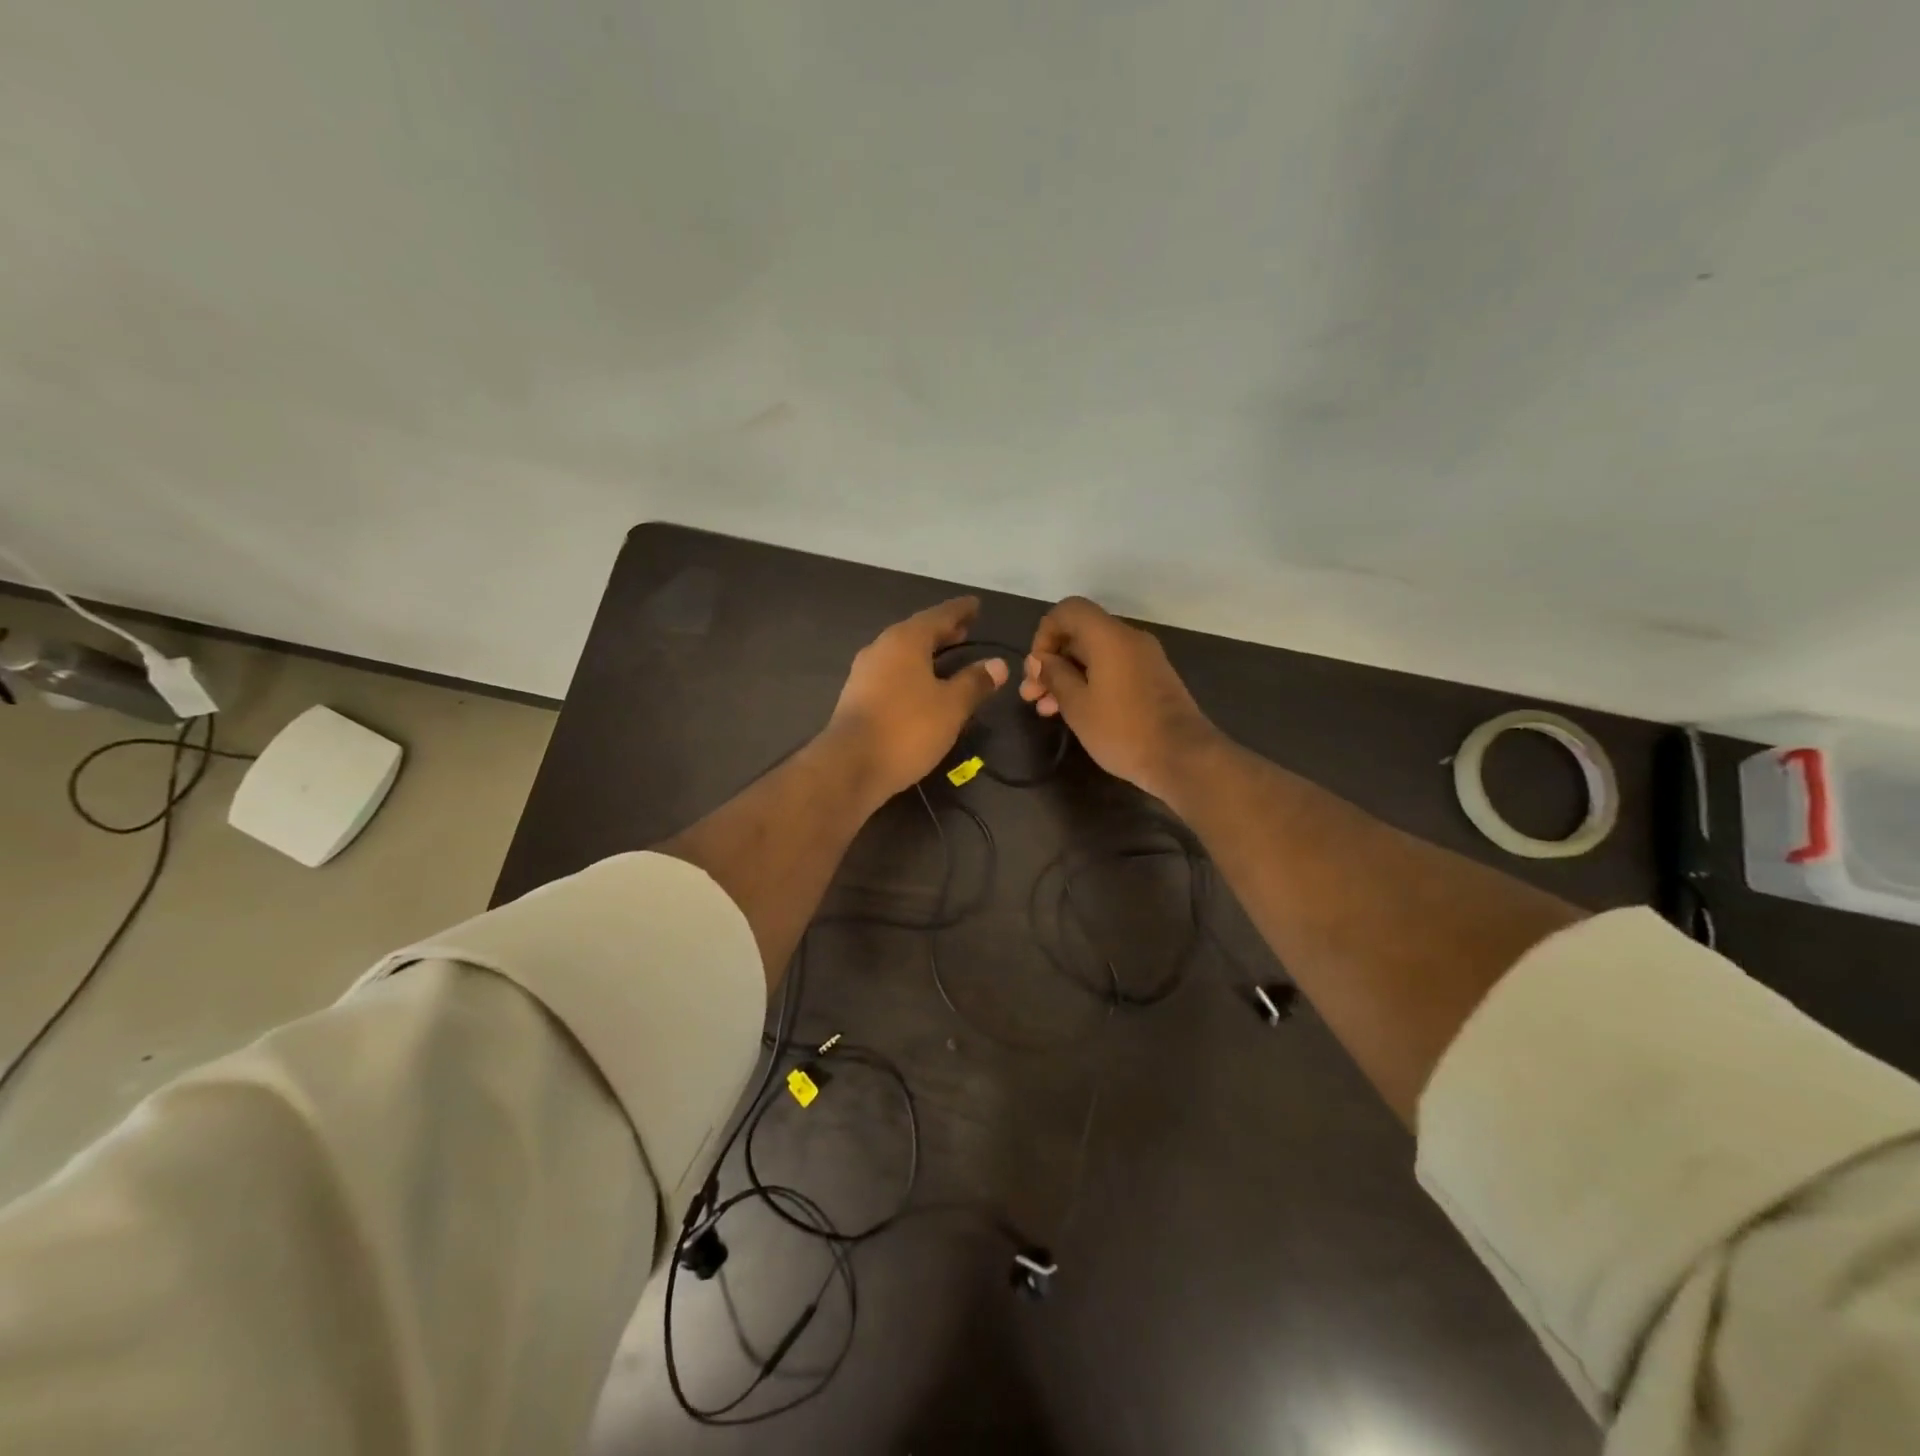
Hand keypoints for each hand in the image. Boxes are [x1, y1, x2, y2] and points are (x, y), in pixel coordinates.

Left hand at [826, 596, 1008, 801]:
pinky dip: (912, 672)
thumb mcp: (951, 706)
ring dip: (926, 653)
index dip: (960, 610)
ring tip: (947, 657)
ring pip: (902, 653)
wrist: (850, 765)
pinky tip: (922, 687)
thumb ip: (975, 682)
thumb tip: (998, 664)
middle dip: (943, 631)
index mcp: (905, 641)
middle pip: (917, 632)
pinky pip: (892, 673)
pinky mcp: (857, 697)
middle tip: (965, 630)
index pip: (939, 615)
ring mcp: (864, 673)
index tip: (976, 605)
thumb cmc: (907, 729)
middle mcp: (881, 648)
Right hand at [1019, 596, 1219, 800]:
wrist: (1184, 758)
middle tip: (1031, 695)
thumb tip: (1040, 660)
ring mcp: (1144, 659)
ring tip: (1045, 710)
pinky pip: (1113, 670)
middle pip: (1080, 634)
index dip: (1045, 633)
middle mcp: (1129, 639)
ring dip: (1067, 677)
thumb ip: (1055, 675)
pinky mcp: (1152, 680)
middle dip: (1051, 662)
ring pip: (1095, 656)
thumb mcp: (1078, 706)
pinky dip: (1089, 683)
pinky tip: (1074, 712)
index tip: (1036, 668)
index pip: (1069, 610)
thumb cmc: (1123, 730)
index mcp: (1109, 637)